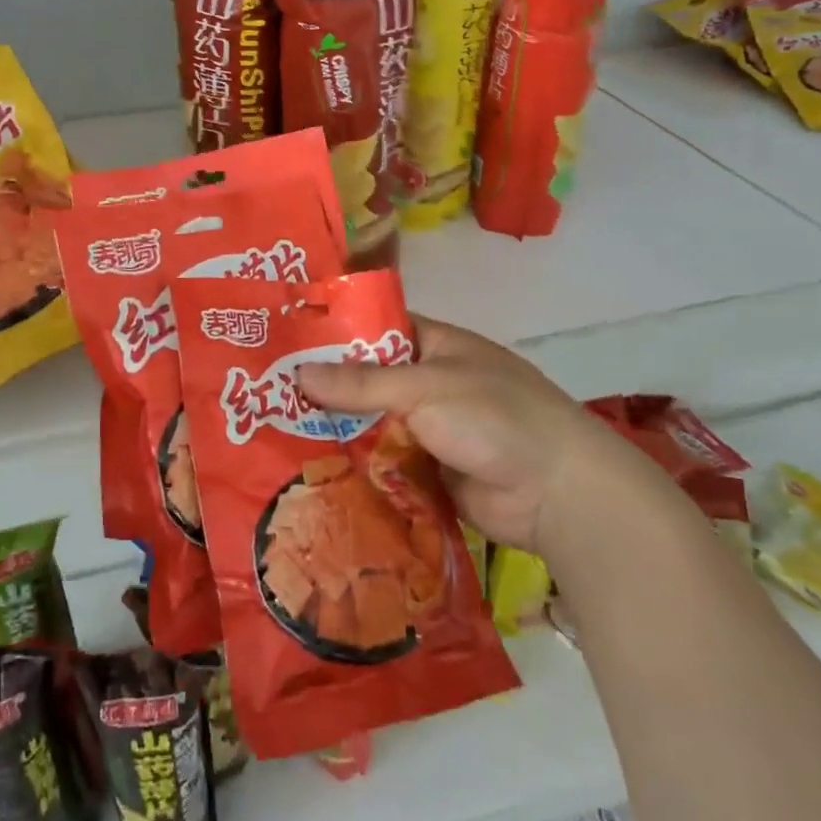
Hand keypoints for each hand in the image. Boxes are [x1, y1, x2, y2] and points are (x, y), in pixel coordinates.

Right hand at [300, 318, 687, 556]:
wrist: (557, 492)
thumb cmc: (494, 417)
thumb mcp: (425, 388)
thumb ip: (361, 383)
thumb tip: (297, 374)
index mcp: (435, 346)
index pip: (374, 329)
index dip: (332, 334)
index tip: (283, 343)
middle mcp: (429, 383)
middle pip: (367, 381)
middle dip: (325, 390)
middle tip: (263, 397)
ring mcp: (430, 429)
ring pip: (372, 425)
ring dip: (336, 432)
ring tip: (272, 436)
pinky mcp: (429, 471)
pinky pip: (384, 464)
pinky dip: (356, 468)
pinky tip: (311, 474)